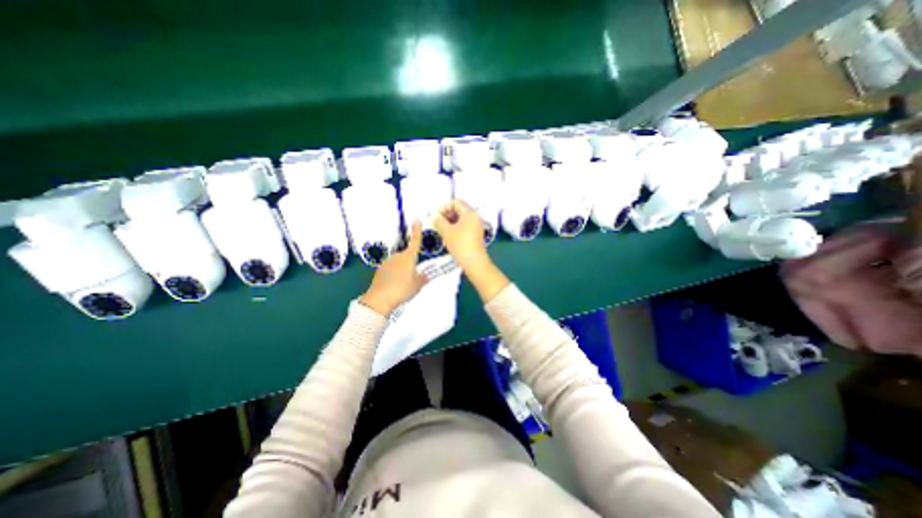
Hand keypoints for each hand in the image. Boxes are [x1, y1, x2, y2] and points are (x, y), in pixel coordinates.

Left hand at [362, 221, 430, 313]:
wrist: (380, 299)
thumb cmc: (402, 289)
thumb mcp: (417, 285)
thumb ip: (422, 278)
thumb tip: (425, 275)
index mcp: (408, 258)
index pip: (415, 242)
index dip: (417, 231)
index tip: (417, 220)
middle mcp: (397, 256)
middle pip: (407, 256)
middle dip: (410, 264)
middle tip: (412, 278)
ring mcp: (387, 263)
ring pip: (398, 263)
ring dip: (401, 270)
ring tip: (402, 285)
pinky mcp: (379, 270)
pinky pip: (390, 269)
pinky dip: (393, 274)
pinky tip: (393, 285)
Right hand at [435, 199, 507, 302]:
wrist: (474, 263)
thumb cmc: (460, 245)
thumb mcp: (446, 232)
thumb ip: (439, 221)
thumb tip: (435, 216)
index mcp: (469, 213)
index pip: (455, 202)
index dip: (443, 207)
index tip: (435, 216)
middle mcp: (475, 217)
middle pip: (459, 209)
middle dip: (446, 214)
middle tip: (437, 222)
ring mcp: (476, 226)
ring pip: (461, 218)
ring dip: (450, 221)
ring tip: (441, 229)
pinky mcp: (475, 234)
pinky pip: (464, 226)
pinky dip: (455, 227)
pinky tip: (448, 235)